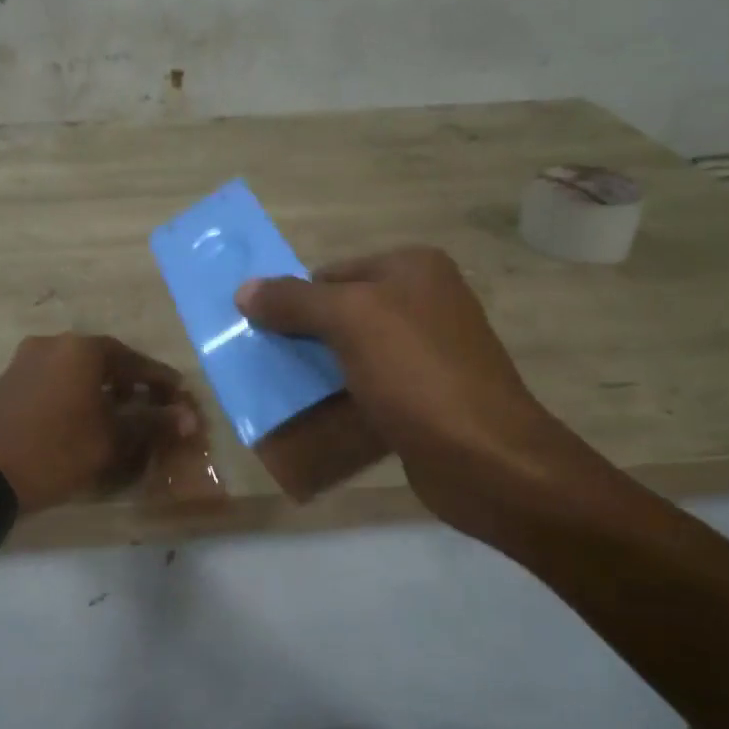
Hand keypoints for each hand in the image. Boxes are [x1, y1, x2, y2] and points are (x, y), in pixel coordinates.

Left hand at [0, 334, 195, 514]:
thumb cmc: (55, 452)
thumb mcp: (111, 440)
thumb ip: (153, 424)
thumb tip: (189, 418)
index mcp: (83, 349)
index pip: (136, 361)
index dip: (162, 382)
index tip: (181, 398)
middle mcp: (54, 343)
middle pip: (107, 361)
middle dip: (132, 384)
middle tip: (152, 407)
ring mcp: (26, 360)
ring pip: (79, 370)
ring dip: (103, 389)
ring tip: (120, 416)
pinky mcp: (9, 380)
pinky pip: (56, 380)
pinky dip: (76, 394)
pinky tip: (84, 419)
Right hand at [236, 247, 587, 528]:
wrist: (485, 459)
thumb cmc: (416, 373)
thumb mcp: (350, 321)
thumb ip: (294, 300)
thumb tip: (243, 289)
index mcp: (413, 268)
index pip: (331, 273)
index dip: (291, 300)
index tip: (258, 333)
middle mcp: (424, 302)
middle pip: (340, 313)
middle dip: (300, 339)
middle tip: (262, 365)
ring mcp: (428, 353)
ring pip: (351, 355)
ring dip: (316, 374)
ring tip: (278, 396)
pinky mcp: (425, 398)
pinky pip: (369, 390)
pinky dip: (340, 403)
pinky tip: (313, 421)